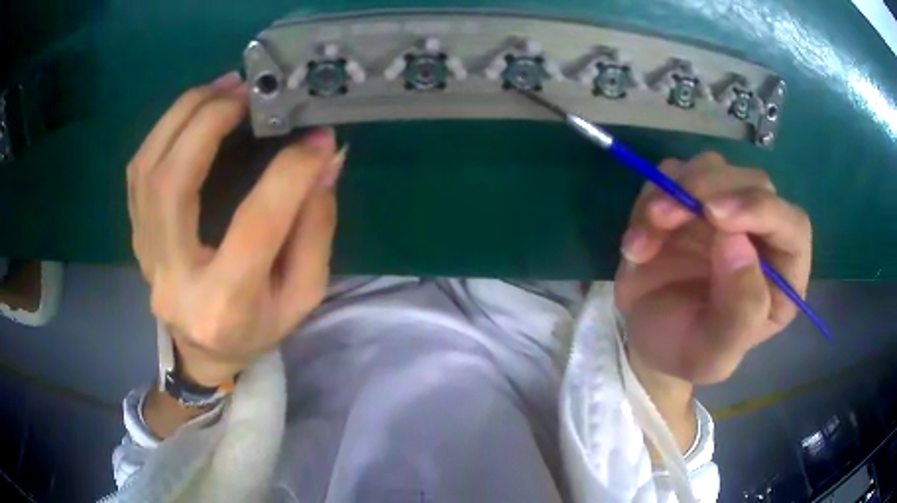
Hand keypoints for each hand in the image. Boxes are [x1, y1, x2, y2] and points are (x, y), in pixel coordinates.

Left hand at [127, 72, 345, 385]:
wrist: (203, 353)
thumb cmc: (257, 328)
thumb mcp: (302, 294)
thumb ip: (316, 228)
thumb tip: (326, 160)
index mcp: (226, 304)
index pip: (256, 224)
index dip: (289, 171)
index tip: (317, 136)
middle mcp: (175, 278)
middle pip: (173, 182)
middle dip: (209, 121)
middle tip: (247, 90)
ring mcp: (147, 256)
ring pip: (147, 168)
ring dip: (183, 115)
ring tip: (222, 87)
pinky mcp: (138, 238)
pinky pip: (138, 172)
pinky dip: (165, 130)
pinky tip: (194, 112)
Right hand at [614, 152, 811, 384]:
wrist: (647, 340)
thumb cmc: (686, 352)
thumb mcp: (712, 355)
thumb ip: (738, 312)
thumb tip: (737, 243)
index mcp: (782, 276)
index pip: (792, 225)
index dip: (761, 210)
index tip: (714, 214)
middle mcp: (761, 234)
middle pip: (753, 183)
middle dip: (708, 190)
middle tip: (664, 217)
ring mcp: (725, 212)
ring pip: (712, 168)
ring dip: (674, 191)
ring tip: (644, 238)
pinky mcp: (690, 200)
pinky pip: (673, 175)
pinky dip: (650, 198)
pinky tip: (637, 243)